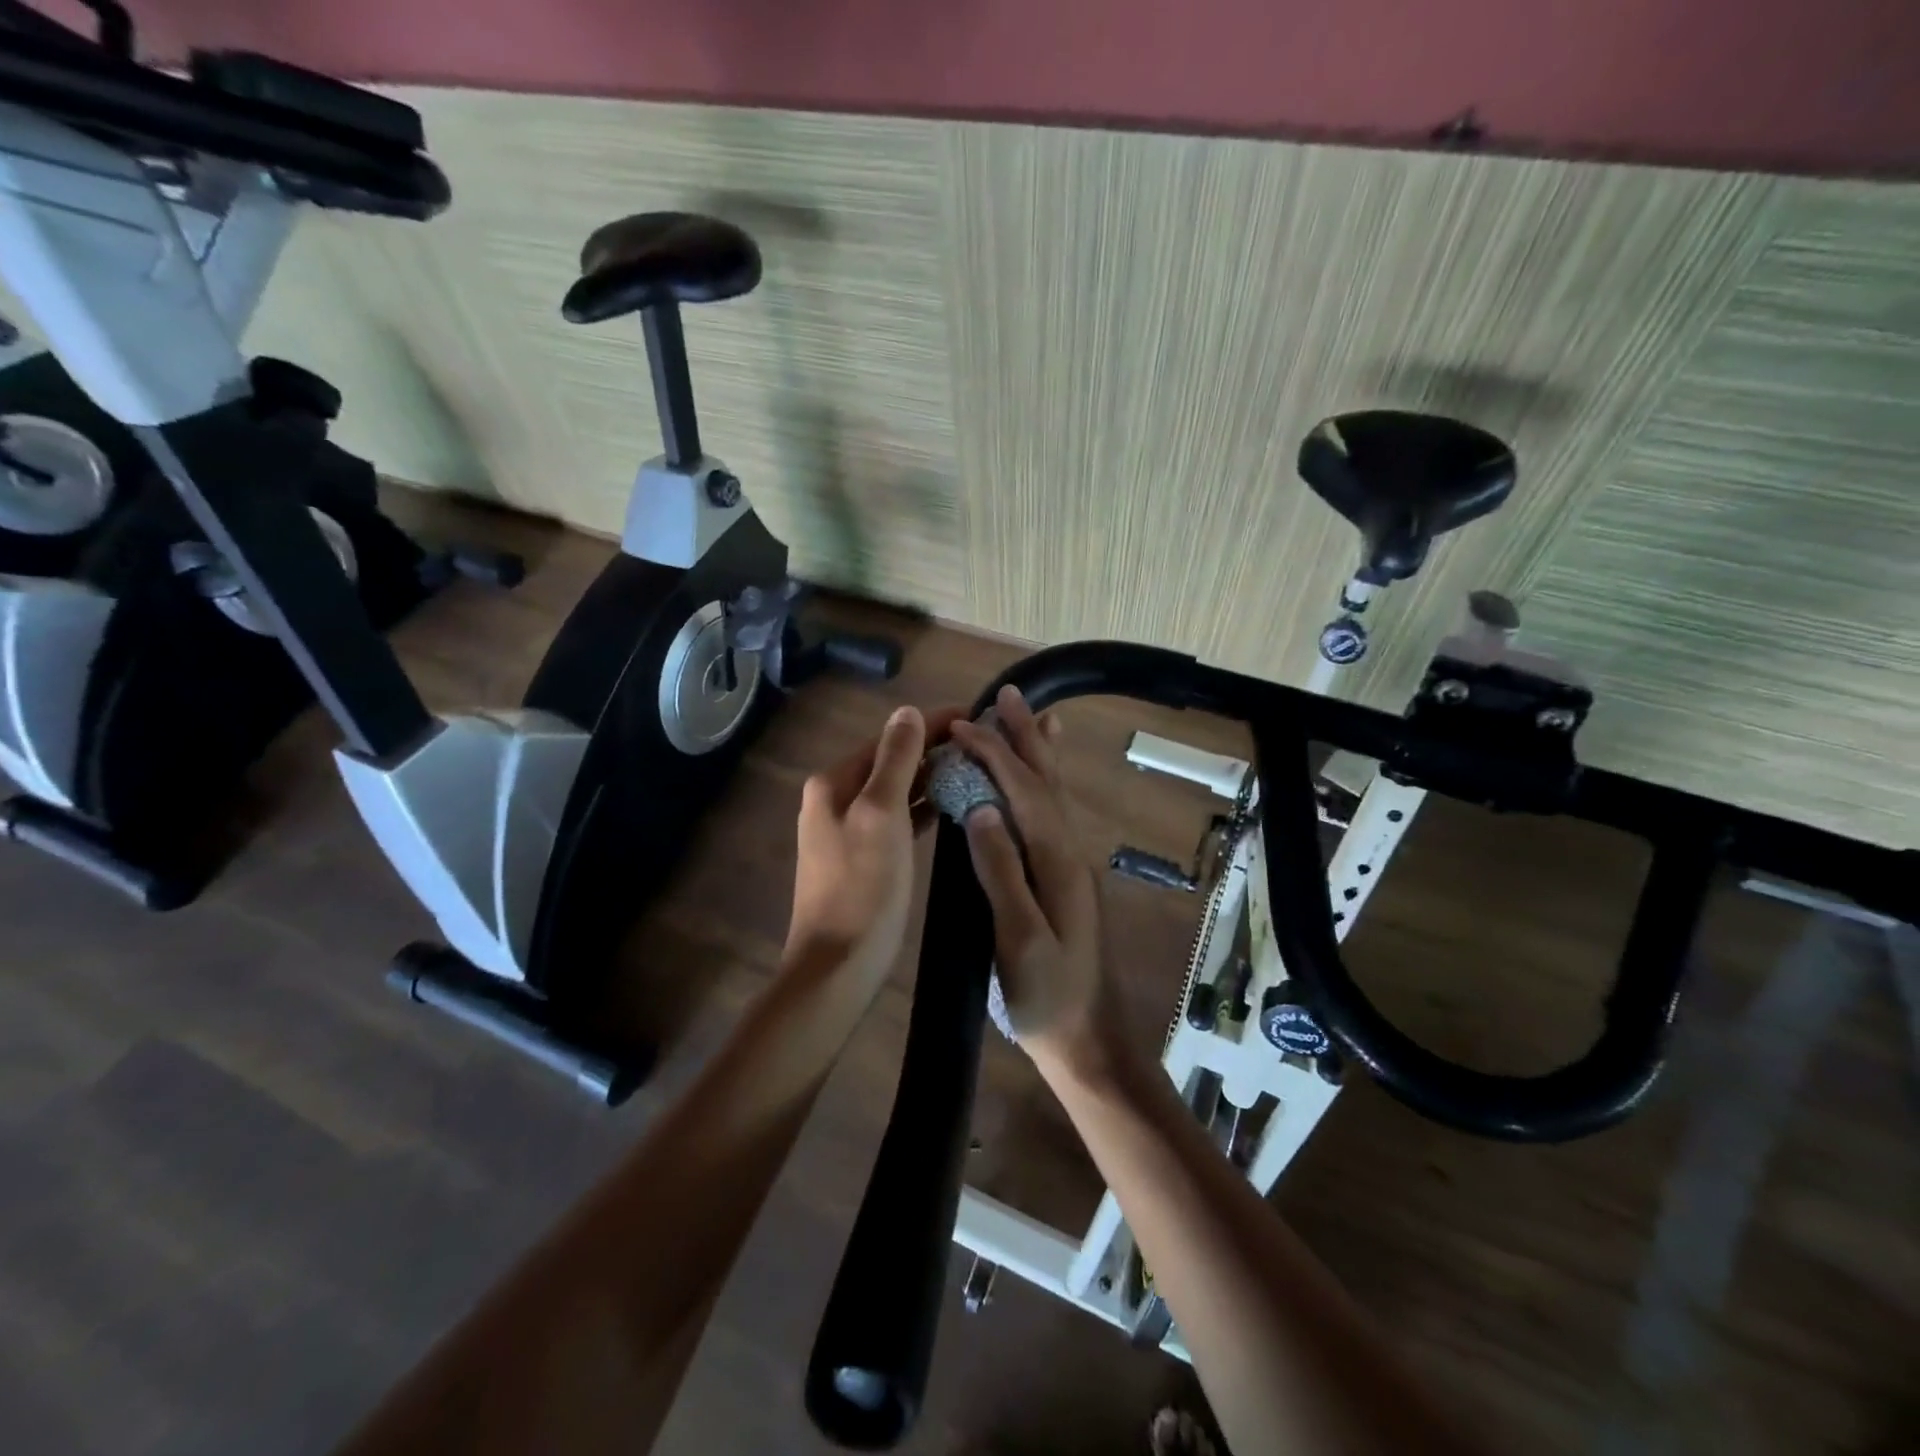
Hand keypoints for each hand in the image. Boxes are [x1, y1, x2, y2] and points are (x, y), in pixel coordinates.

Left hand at [786, 704, 961, 997]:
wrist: (838, 965)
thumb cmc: (862, 888)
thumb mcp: (880, 815)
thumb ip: (895, 760)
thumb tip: (906, 711)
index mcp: (835, 782)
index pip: (890, 738)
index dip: (931, 724)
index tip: (975, 714)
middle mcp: (837, 799)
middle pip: (893, 762)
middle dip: (935, 749)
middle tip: (985, 743)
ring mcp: (850, 829)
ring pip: (897, 790)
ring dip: (932, 777)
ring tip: (977, 768)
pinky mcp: (866, 857)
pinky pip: (899, 819)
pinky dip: (924, 808)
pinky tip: (953, 806)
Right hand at [951, 686, 1116, 1079]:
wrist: (1089, 1040)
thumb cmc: (1047, 998)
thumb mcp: (1019, 940)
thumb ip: (1002, 873)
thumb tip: (982, 808)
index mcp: (1057, 862)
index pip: (1023, 792)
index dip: (994, 754)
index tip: (962, 725)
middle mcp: (1071, 853)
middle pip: (1046, 781)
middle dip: (1026, 736)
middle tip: (1009, 694)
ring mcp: (1072, 865)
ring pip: (1055, 793)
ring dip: (1039, 751)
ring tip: (1031, 715)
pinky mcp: (1067, 878)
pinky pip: (1054, 814)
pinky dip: (1045, 783)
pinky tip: (1040, 781)